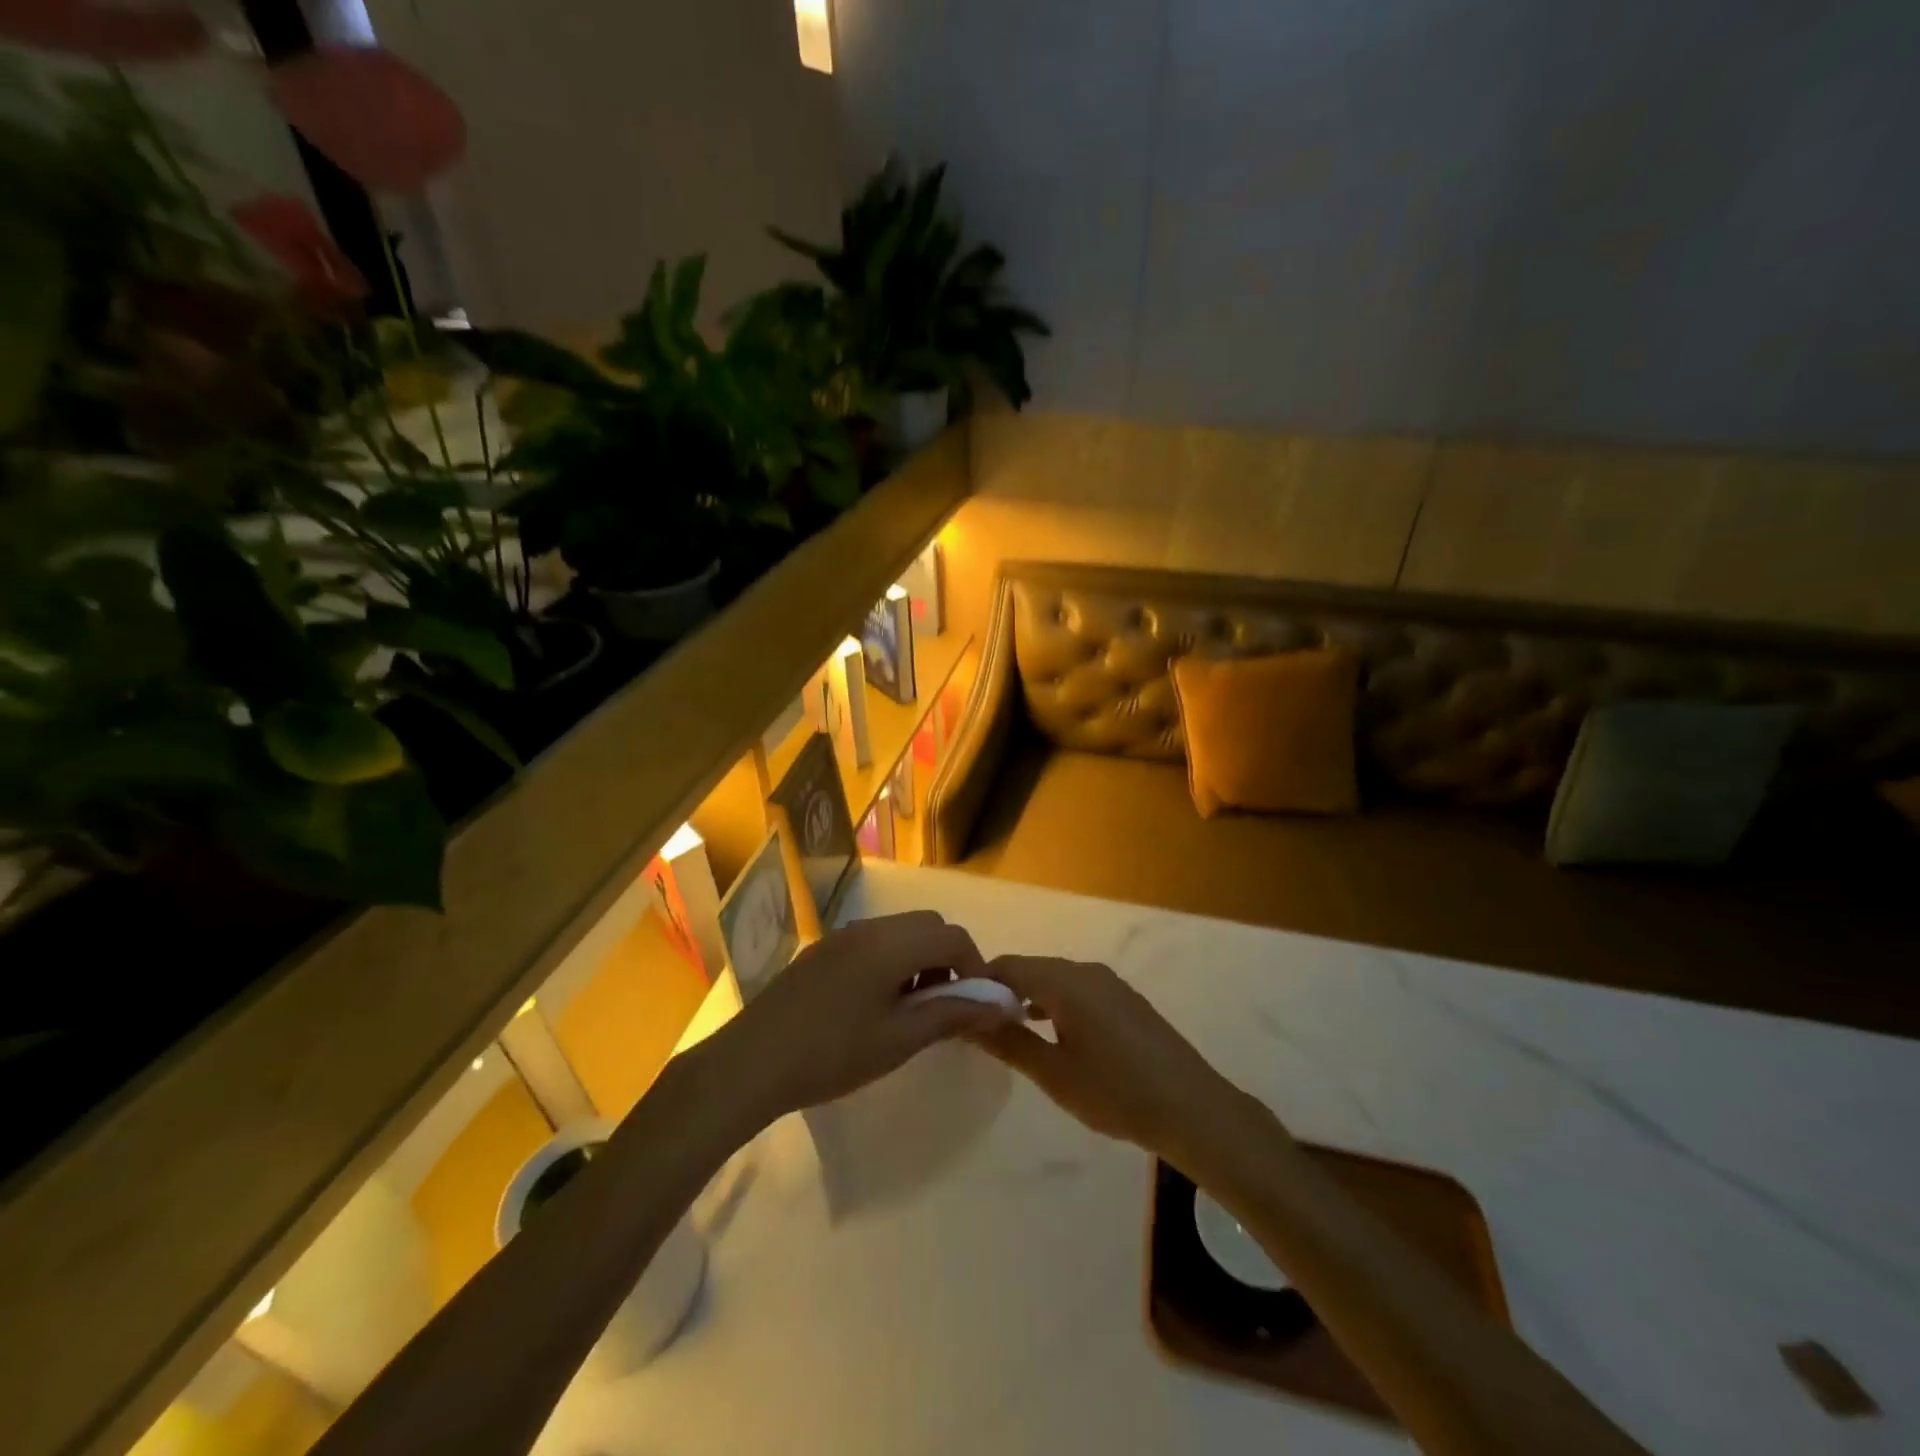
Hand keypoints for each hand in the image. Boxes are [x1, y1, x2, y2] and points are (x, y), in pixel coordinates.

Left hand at [703, 912, 1017, 1125]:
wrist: (751, 1063)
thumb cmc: (833, 1054)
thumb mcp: (900, 1039)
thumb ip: (952, 1015)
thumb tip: (1001, 1004)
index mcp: (892, 944)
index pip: (953, 937)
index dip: (975, 967)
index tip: (975, 1006)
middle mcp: (870, 928)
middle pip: (928, 925)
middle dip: (947, 959)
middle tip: (943, 1005)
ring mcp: (842, 936)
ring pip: (900, 931)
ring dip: (919, 959)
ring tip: (910, 1008)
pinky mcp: (822, 951)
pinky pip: (873, 941)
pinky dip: (891, 961)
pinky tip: (874, 1004)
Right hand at [971, 955, 1268, 1166]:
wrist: (1193, 1108)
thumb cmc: (1117, 1093)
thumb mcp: (1055, 1074)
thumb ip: (1010, 1042)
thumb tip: (969, 1019)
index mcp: (1065, 982)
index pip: (1008, 966)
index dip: (979, 982)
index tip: (958, 1009)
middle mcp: (1086, 970)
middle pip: (1031, 968)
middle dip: (1003, 991)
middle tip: (980, 1026)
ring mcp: (1109, 982)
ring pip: (1054, 978)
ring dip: (1029, 998)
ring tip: (1009, 1032)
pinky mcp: (1124, 998)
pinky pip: (1077, 988)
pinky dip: (1054, 1002)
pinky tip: (1051, 1033)